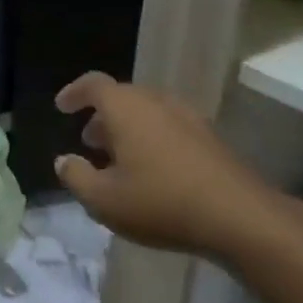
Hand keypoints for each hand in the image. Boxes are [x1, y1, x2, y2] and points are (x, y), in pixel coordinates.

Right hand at [53, 72, 292, 260]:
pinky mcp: (210, 138)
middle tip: (89, 141)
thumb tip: (64, 160)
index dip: (74, 92)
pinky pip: (169, 127)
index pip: (94, 85)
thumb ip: (76, 177)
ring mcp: (188, 118)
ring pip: (148, 112)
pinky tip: (152, 172)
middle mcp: (157, 102)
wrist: (240, 218)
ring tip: (118, 160)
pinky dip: (152, 139)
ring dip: (128, 129)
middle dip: (101, 116)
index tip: (62, 107)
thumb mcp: (103, 200)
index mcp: (126, 108)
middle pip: (122, 97)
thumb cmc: (160, 202)